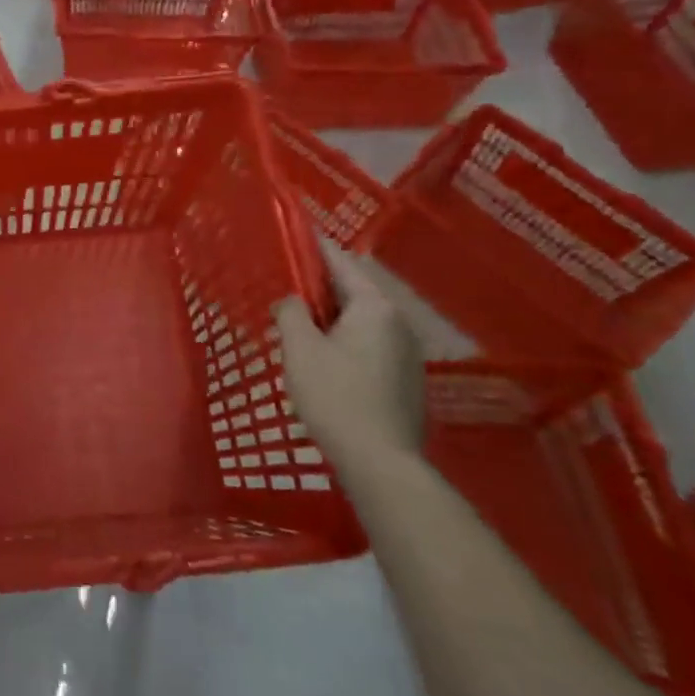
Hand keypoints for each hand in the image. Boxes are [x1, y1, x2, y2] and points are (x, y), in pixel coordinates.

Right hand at [277, 250, 423, 467]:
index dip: (314, 247)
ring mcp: (407, 352)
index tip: (294, 233)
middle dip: (320, 286)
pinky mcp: (407, 379)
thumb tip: (291, 300)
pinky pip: (371, 343)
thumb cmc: (336, 397)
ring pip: (362, 319)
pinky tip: (325, 358)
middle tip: (287, 285)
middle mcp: (397, 322)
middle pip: (353, 291)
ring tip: (300, 322)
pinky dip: (346, 339)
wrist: (381, 462)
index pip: (340, 262)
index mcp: (374, 307)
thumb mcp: (300, 349)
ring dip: (332, 316)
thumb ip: (291, 313)